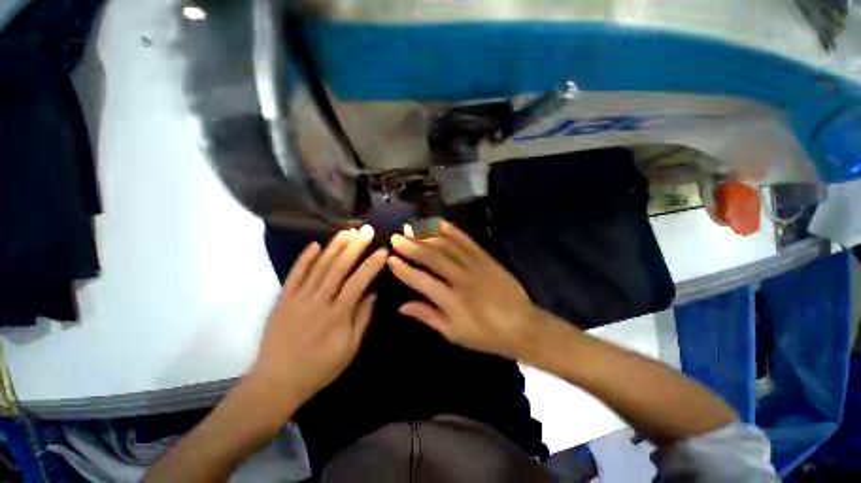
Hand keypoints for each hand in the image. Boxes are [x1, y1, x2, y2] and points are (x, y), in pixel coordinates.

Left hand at [249, 225, 386, 416]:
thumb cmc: (320, 367)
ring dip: (334, 246)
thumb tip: (373, 293)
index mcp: (337, 315)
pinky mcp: (283, 299)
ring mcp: (298, 298)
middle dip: (354, 246)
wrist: (277, 381)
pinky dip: (304, 258)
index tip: (383, 251)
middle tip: (366, 230)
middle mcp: (318, 301)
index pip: (358, 282)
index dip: (372, 264)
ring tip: (347, 231)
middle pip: (338, 267)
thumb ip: (363, 318)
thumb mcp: (350, 348)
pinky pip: (294, 274)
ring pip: (319, 266)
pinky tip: (315, 244)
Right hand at [388, 221, 552, 360]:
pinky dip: (454, 232)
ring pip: (448, 247)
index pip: (422, 281)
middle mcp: (462, 280)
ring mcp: (476, 266)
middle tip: (396, 237)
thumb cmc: (486, 335)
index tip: (390, 259)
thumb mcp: (454, 333)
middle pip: (433, 259)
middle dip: (412, 247)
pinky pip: (468, 242)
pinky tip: (441, 224)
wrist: (522, 326)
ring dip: (429, 236)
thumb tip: (402, 306)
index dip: (404, 270)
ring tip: (413, 228)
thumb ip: (427, 316)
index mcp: (452, 301)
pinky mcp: (487, 259)